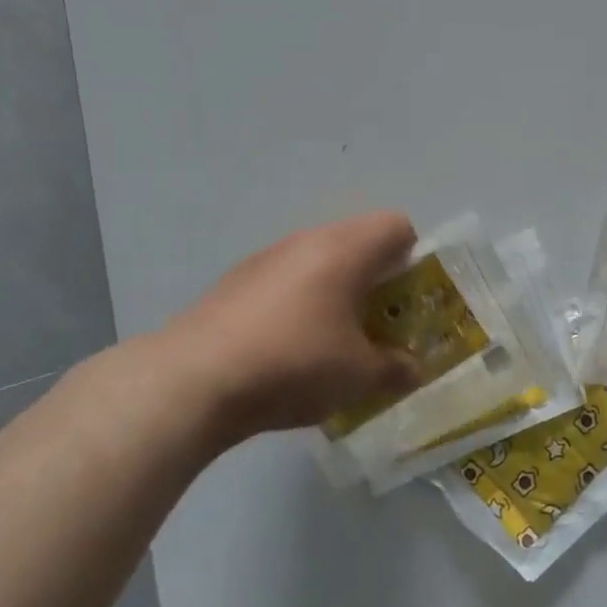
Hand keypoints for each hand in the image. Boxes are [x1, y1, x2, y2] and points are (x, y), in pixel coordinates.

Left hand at [144, 211, 423, 444]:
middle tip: (378, 324)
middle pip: (357, 242)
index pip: (397, 226)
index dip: (414, 257)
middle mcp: (306, 241)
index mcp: (345, 250)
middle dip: (376, 280)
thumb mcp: (359, 376)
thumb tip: (412, 369)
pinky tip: (287, 350)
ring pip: (318, 261)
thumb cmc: (294, 364)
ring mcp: (265, 259)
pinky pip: (285, 281)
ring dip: (336, 292)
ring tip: (333, 341)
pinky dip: (299, 304)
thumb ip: (395, 369)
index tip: (409, 299)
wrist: (192, 381)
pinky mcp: (234, 283)